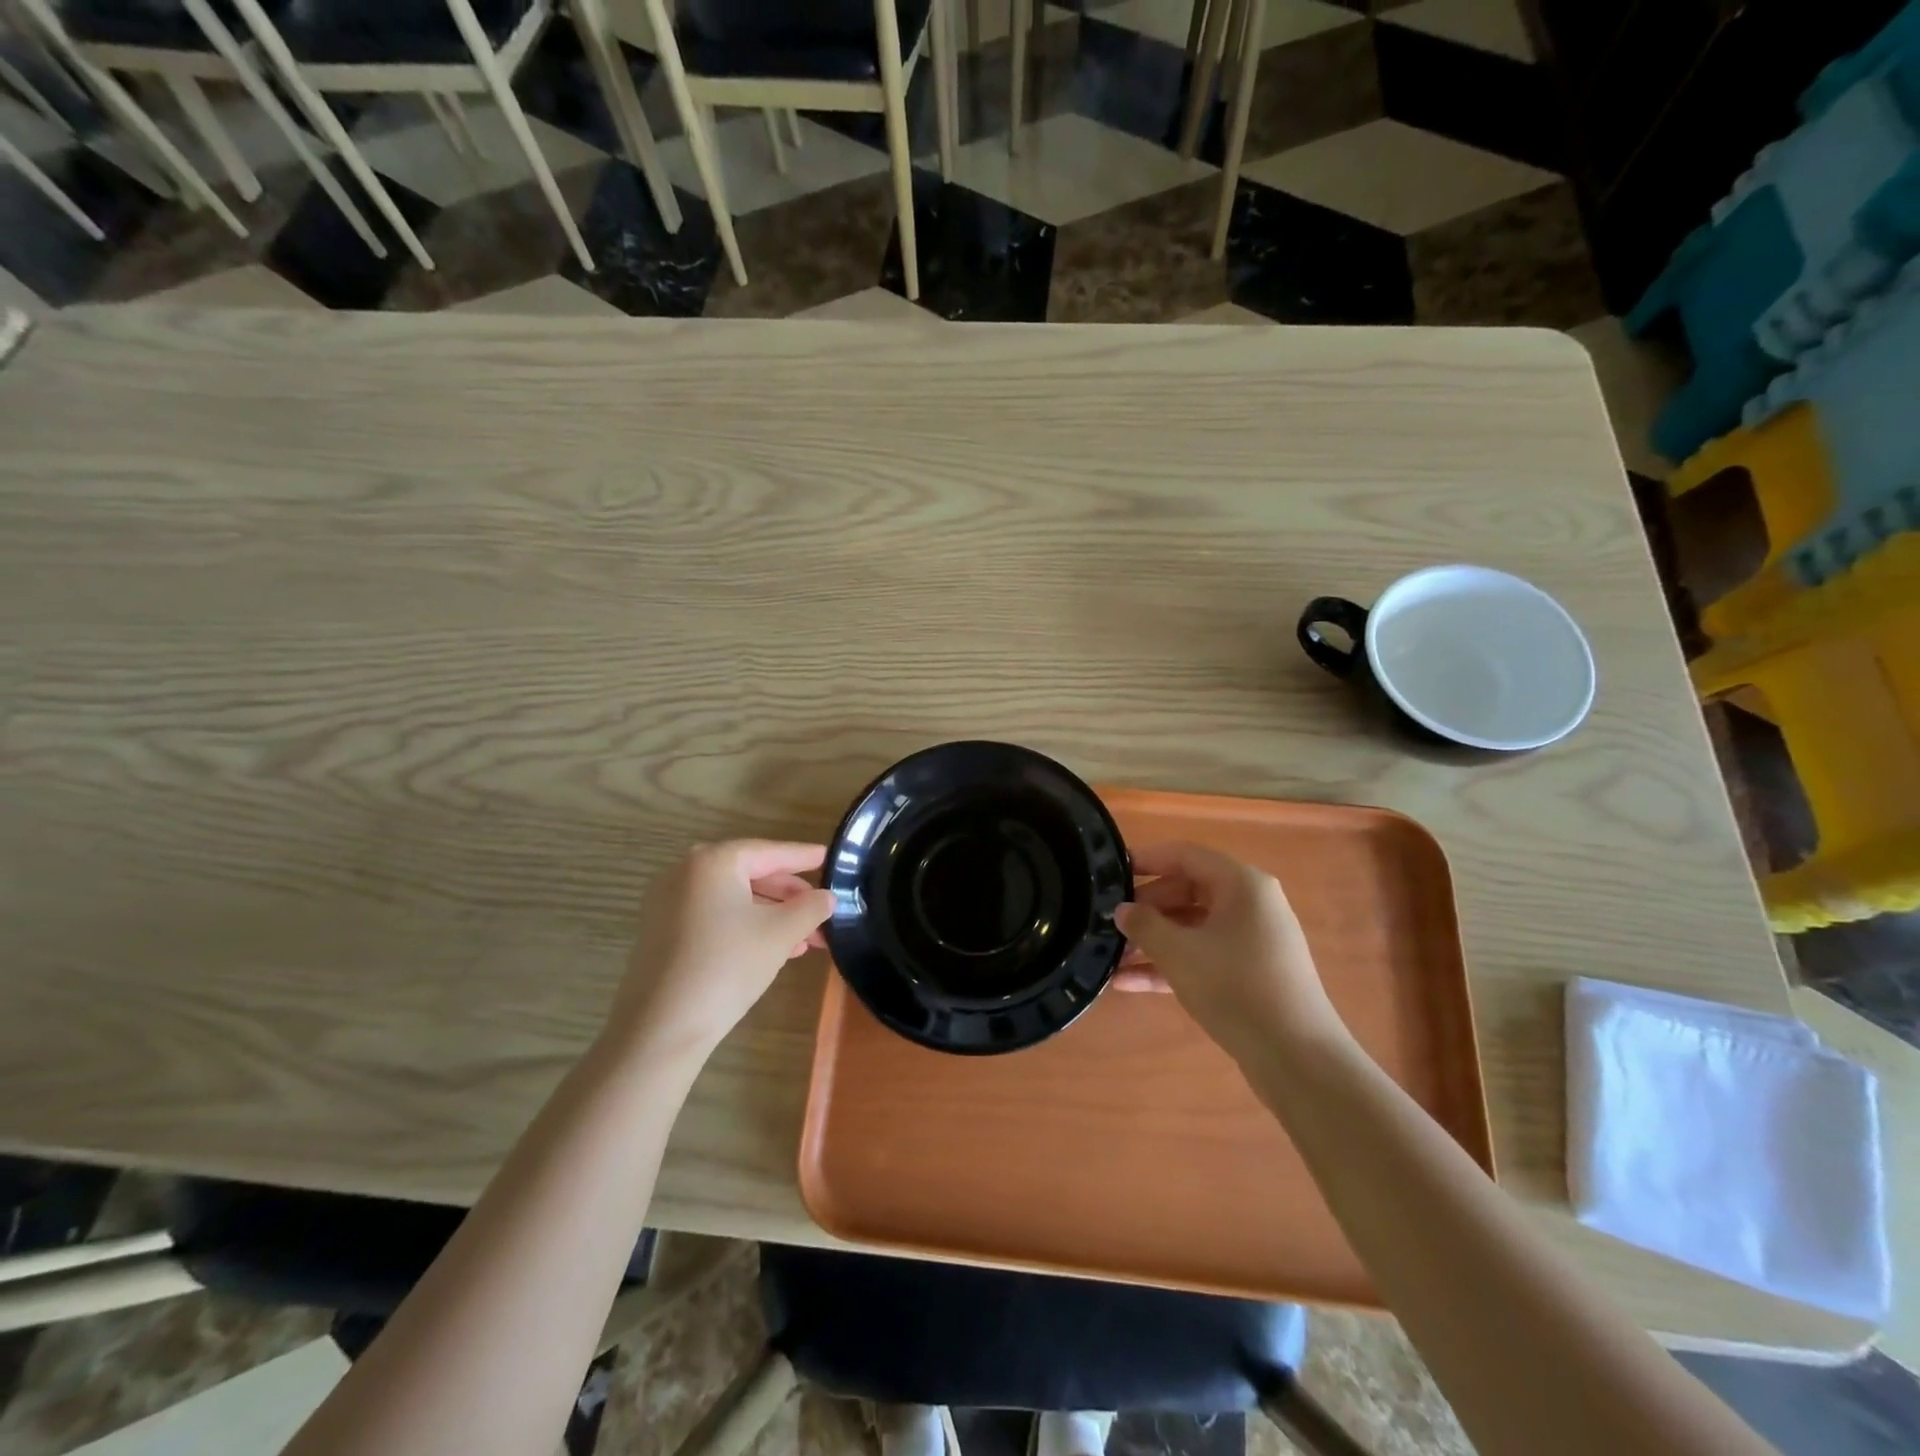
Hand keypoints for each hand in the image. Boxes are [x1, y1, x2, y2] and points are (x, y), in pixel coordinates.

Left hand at [611, 840, 834, 1064]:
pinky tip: (774, 949)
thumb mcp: (781, 933)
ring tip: (806, 938)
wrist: (661, 1028)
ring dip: (772, 916)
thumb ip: (811, 908)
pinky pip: (715, 917)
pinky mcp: (663, 932)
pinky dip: (745, 926)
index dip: (804, 857)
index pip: (770, 852)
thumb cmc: (727, 966)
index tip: (830, 857)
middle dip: (790, 896)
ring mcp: (669, 903)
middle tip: (823, 910)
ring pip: (734, 899)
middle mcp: (686, 872)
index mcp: (713, 861)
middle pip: (751, 874)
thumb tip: (827, 897)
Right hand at [1114, 842, 1346, 1063]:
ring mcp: (1252, 941)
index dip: (1147, 859)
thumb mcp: (1179, 952)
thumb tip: (1122, 910)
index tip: (1111, 872)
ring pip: (1193, 927)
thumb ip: (1144, 925)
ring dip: (1154, 940)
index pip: (1186, 855)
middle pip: (1188, 891)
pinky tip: (1128, 983)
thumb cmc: (1236, 987)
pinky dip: (1171, 965)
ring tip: (1112, 955)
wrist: (1297, 1058)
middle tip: (1110, 921)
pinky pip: (1203, 956)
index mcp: (1242, 884)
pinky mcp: (1250, 974)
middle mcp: (1250, 905)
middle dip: (1147, 908)